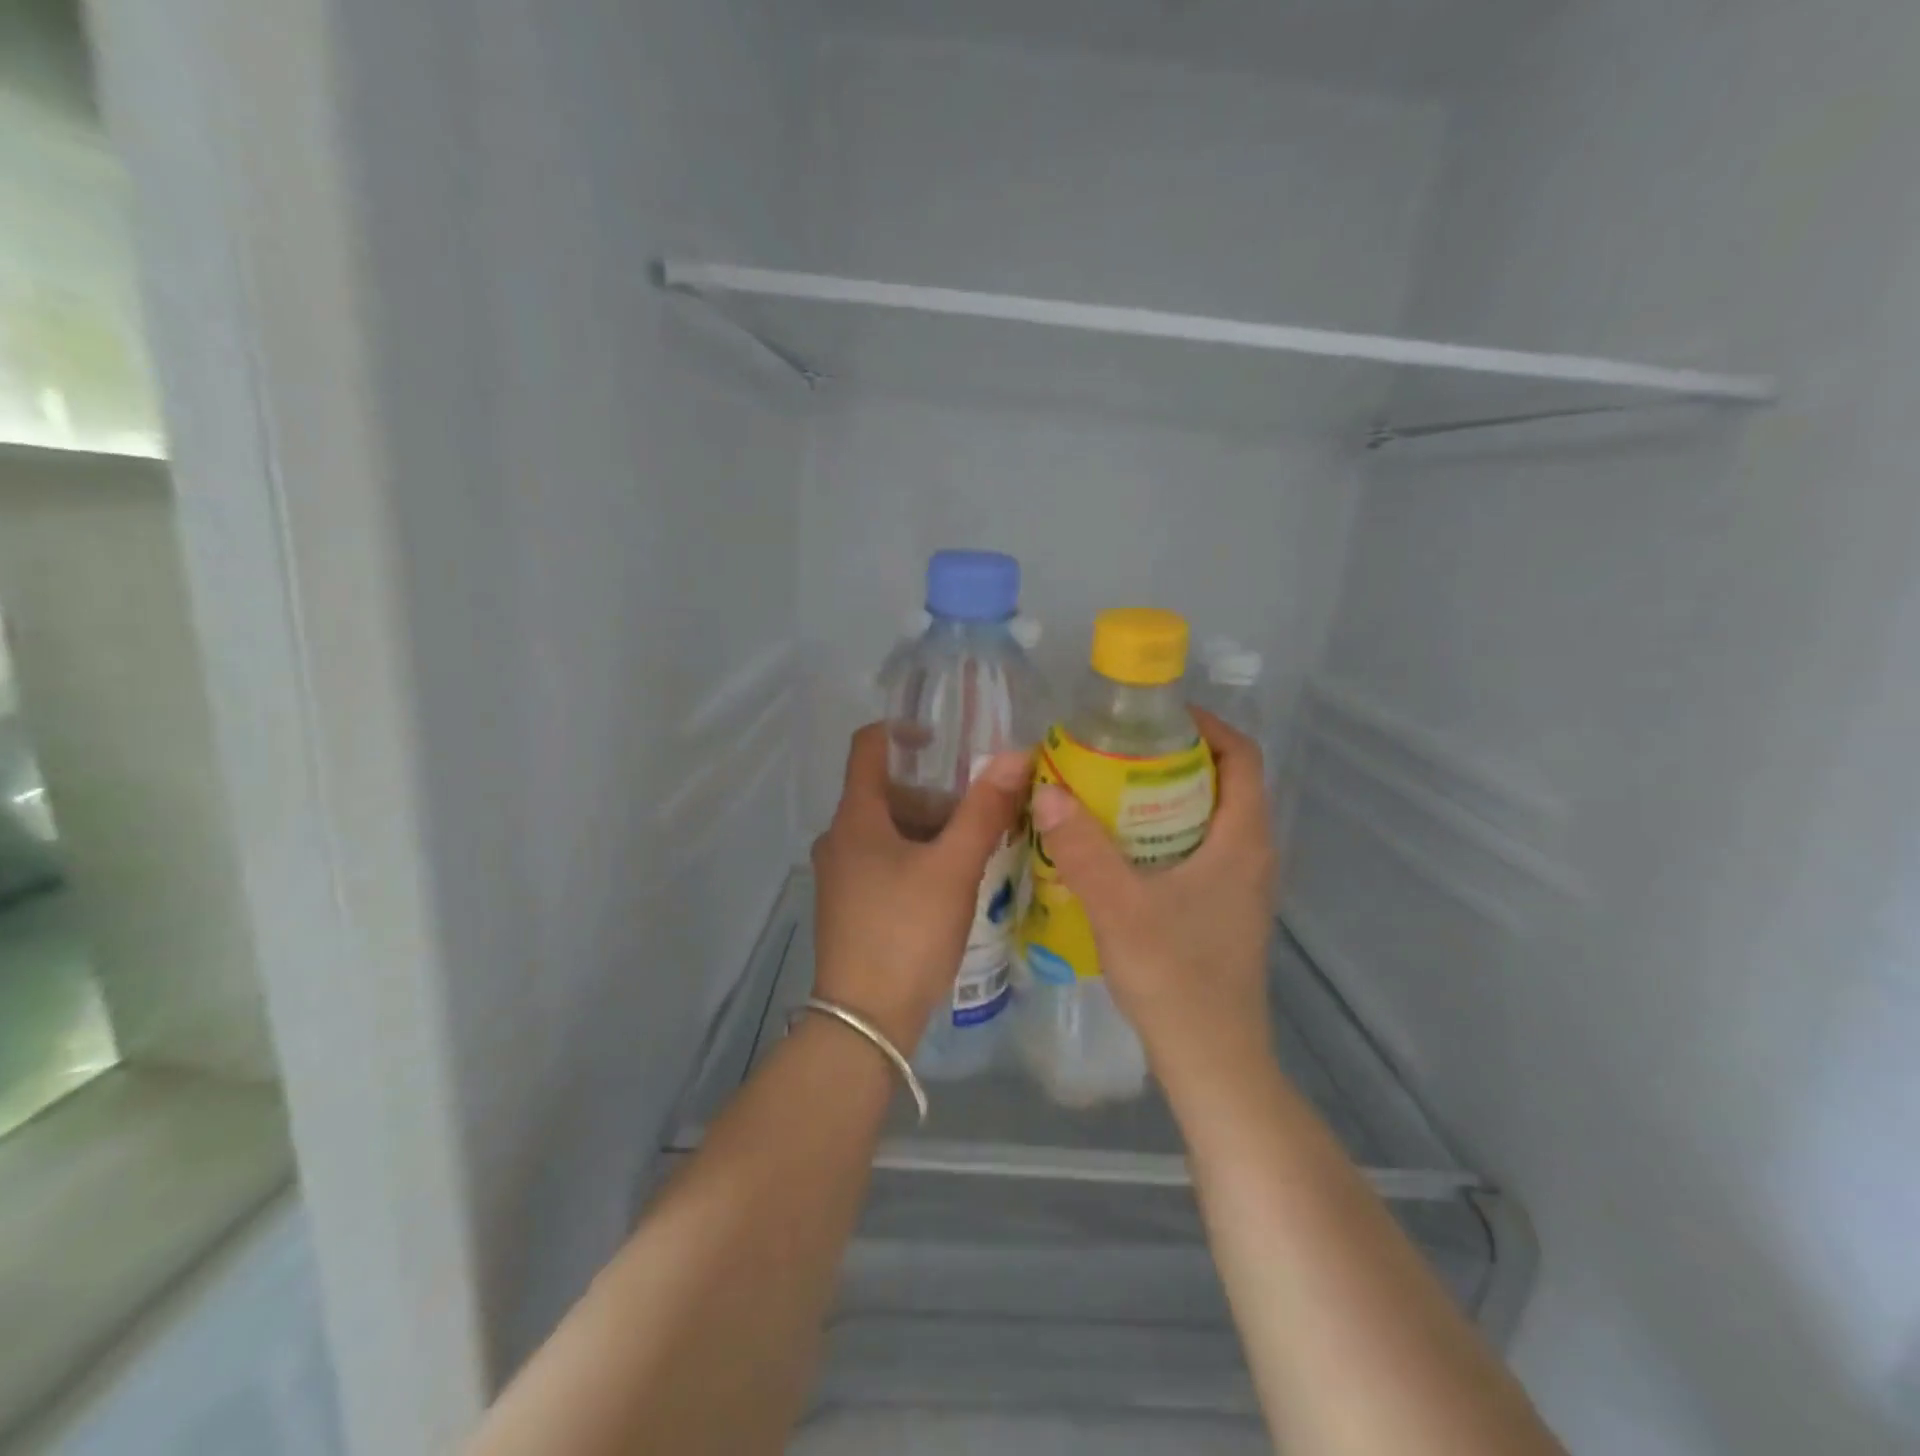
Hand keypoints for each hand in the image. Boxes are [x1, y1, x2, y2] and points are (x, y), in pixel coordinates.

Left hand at [811, 724, 1030, 1051]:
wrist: (865, 1021)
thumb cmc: (906, 932)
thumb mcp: (954, 867)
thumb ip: (984, 809)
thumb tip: (1015, 754)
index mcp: (854, 818)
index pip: (868, 746)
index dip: (904, 730)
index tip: (947, 740)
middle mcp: (838, 839)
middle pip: (887, 792)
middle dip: (936, 794)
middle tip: (982, 812)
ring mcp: (840, 875)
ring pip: (889, 831)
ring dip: (931, 830)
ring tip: (977, 850)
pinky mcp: (849, 905)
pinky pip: (885, 862)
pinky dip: (918, 858)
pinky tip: (953, 884)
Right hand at [1028, 710, 1278, 1094]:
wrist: (1212, 1061)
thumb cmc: (1176, 978)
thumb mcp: (1120, 908)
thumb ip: (1083, 848)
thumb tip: (1047, 789)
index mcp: (1243, 841)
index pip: (1243, 756)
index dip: (1205, 726)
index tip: (1152, 718)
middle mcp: (1251, 855)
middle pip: (1222, 782)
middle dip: (1172, 758)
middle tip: (1115, 752)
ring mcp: (1240, 886)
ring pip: (1207, 819)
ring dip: (1164, 797)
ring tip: (1108, 791)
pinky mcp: (1222, 910)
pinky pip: (1197, 849)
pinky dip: (1162, 833)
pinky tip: (1117, 849)